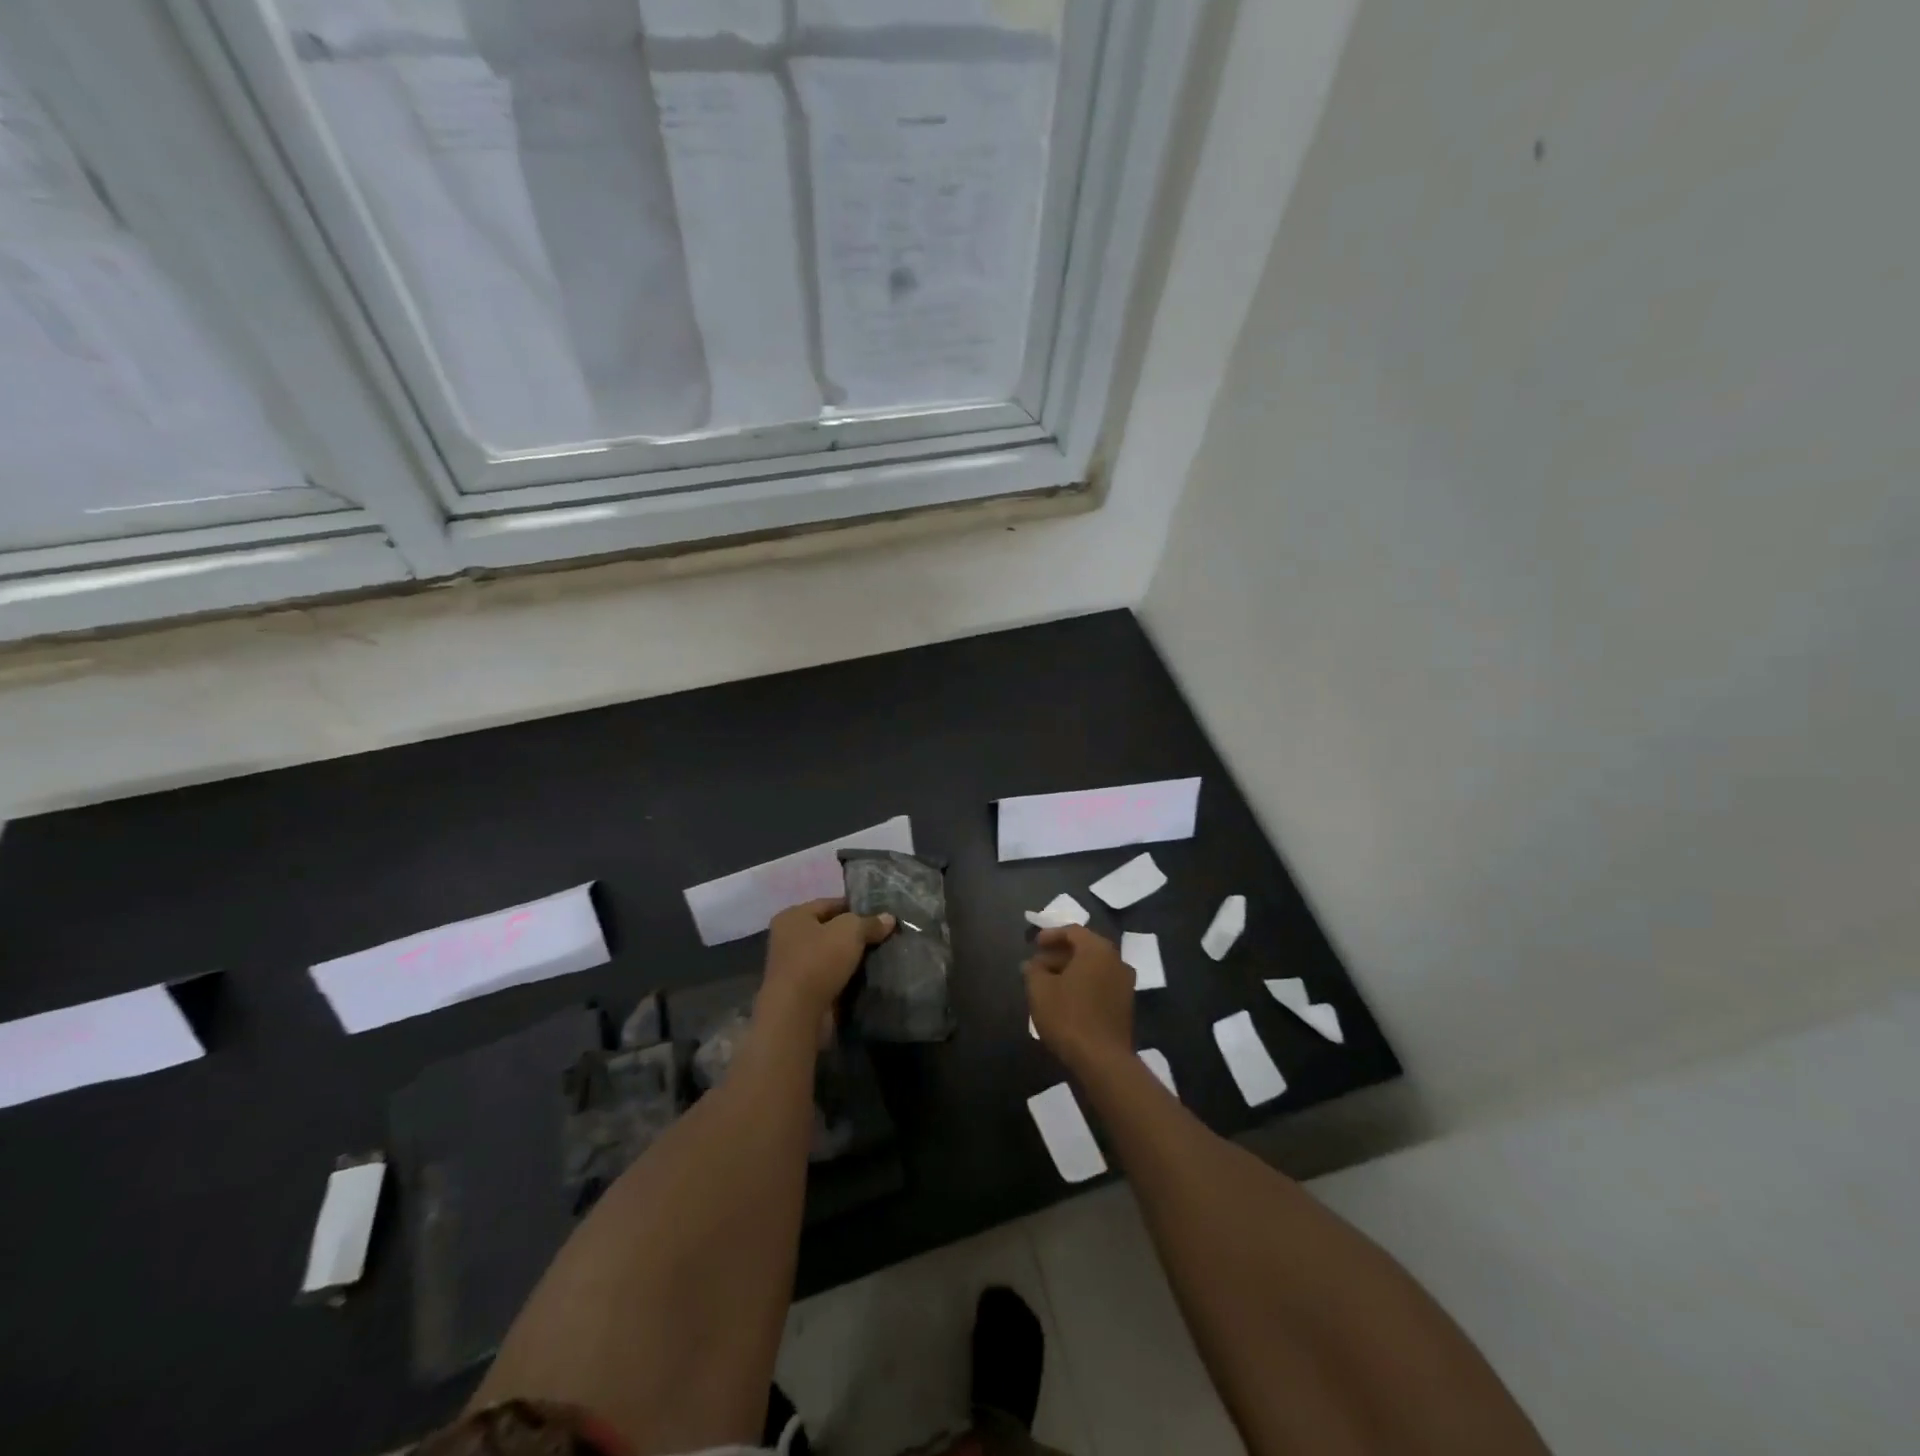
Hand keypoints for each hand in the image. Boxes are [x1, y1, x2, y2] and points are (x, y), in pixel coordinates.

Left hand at [760, 898, 894, 1025]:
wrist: (797, 1014)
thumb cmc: (818, 961)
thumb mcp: (850, 931)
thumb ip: (869, 922)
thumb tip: (889, 919)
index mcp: (793, 916)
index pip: (830, 904)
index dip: (856, 907)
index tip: (880, 915)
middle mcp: (788, 938)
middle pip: (830, 930)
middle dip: (855, 934)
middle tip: (884, 936)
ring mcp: (793, 967)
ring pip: (831, 955)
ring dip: (851, 958)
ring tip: (880, 956)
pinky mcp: (801, 992)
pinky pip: (830, 977)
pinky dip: (846, 977)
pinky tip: (867, 977)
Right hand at [1024, 926, 1134, 1075]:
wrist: (1102, 1060)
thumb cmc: (1068, 1016)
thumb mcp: (1039, 990)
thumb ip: (1033, 970)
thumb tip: (1032, 964)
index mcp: (1097, 949)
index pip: (1073, 931)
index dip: (1051, 935)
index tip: (1034, 944)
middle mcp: (1116, 961)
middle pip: (1085, 948)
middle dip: (1060, 954)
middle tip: (1039, 964)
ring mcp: (1125, 984)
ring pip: (1094, 968)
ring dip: (1072, 970)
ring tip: (1049, 983)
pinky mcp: (1126, 1006)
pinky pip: (1102, 984)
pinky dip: (1084, 985)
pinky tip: (1067, 999)